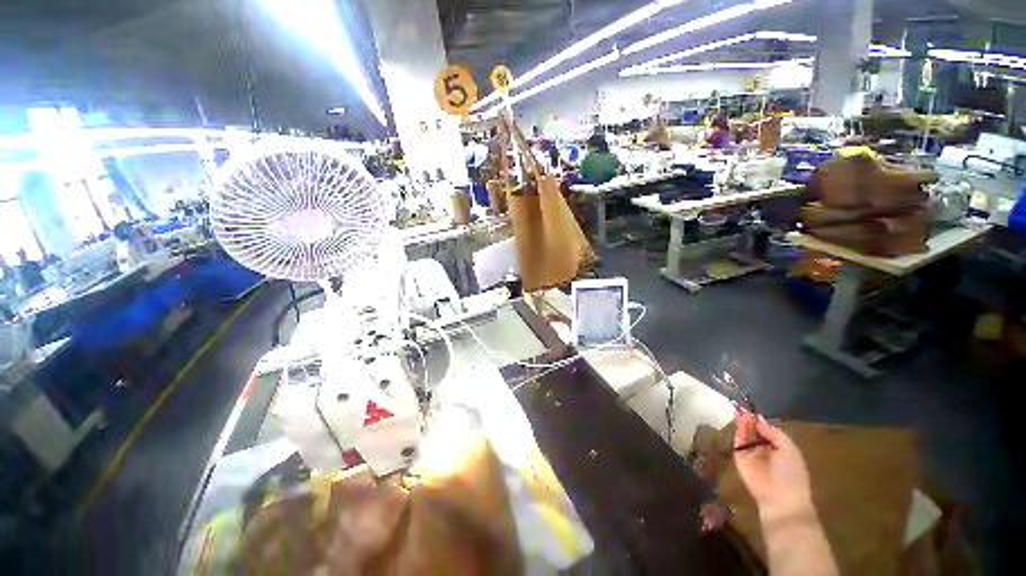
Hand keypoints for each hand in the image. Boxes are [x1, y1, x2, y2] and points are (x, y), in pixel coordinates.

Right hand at [733, 413, 812, 517]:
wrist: (780, 497)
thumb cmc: (791, 473)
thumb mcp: (788, 448)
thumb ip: (773, 432)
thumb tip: (758, 418)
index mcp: (778, 448)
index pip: (765, 431)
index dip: (759, 421)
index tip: (753, 410)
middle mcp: (763, 450)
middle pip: (753, 432)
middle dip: (749, 421)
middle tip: (742, 408)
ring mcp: (750, 454)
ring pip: (744, 435)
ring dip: (743, 424)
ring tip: (739, 411)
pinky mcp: (738, 458)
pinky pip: (738, 443)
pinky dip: (738, 432)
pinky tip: (739, 421)